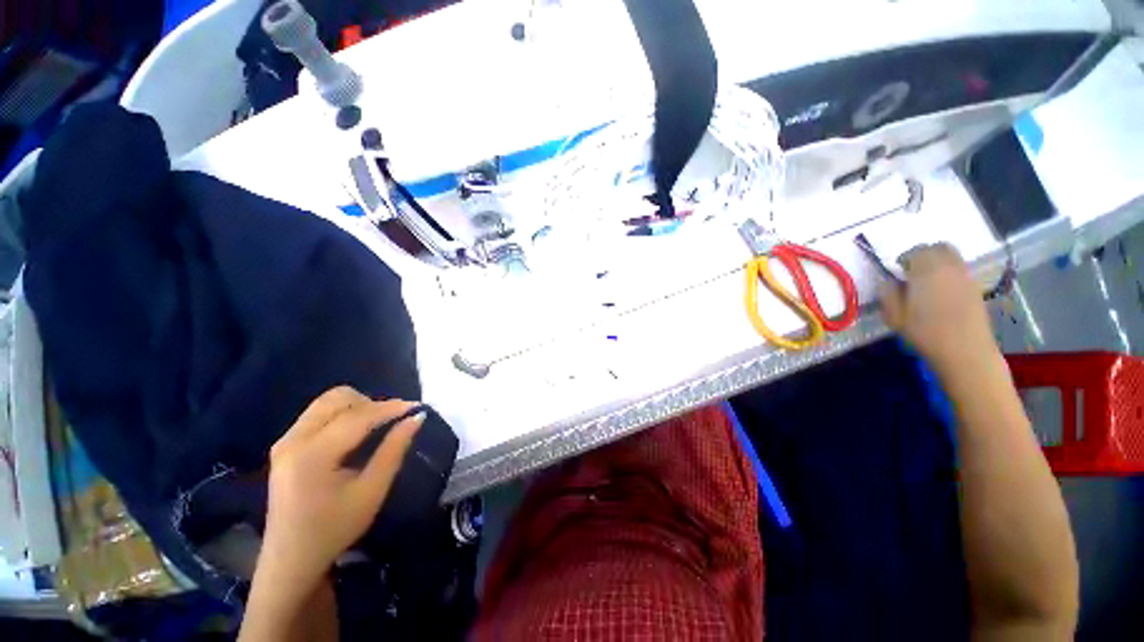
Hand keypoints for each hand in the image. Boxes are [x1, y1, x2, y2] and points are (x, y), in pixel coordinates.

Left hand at [260, 387, 423, 588]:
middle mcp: (293, 440)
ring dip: (357, 407)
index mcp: (312, 456)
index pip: (357, 417)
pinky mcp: (285, 445)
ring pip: (327, 402)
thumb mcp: (372, 491)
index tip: (417, 406)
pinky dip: (344, 415)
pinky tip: (356, 434)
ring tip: (377, 425)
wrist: (291, 559)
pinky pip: (319, 414)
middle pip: (337, 398)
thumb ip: (394, 450)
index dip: (391, 408)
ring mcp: (285, 441)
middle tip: (393, 420)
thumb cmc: (335, 529)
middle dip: (371, 403)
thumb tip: (417, 418)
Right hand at [878, 243, 999, 378]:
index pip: (915, 251)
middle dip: (925, 254)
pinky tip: (942, 292)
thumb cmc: (925, 332)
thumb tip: (888, 281)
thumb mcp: (894, 315)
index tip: (897, 271)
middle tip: (913, 271)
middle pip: (939, 247)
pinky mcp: (975, 287)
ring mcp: (966, 276)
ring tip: (927, 281)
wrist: (965, 350)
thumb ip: (888, 293)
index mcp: (926, 270)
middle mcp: (949, 267)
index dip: (904, 258)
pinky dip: (949, 273)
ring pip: (952, 257)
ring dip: (938, 262)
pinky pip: (960, 270)